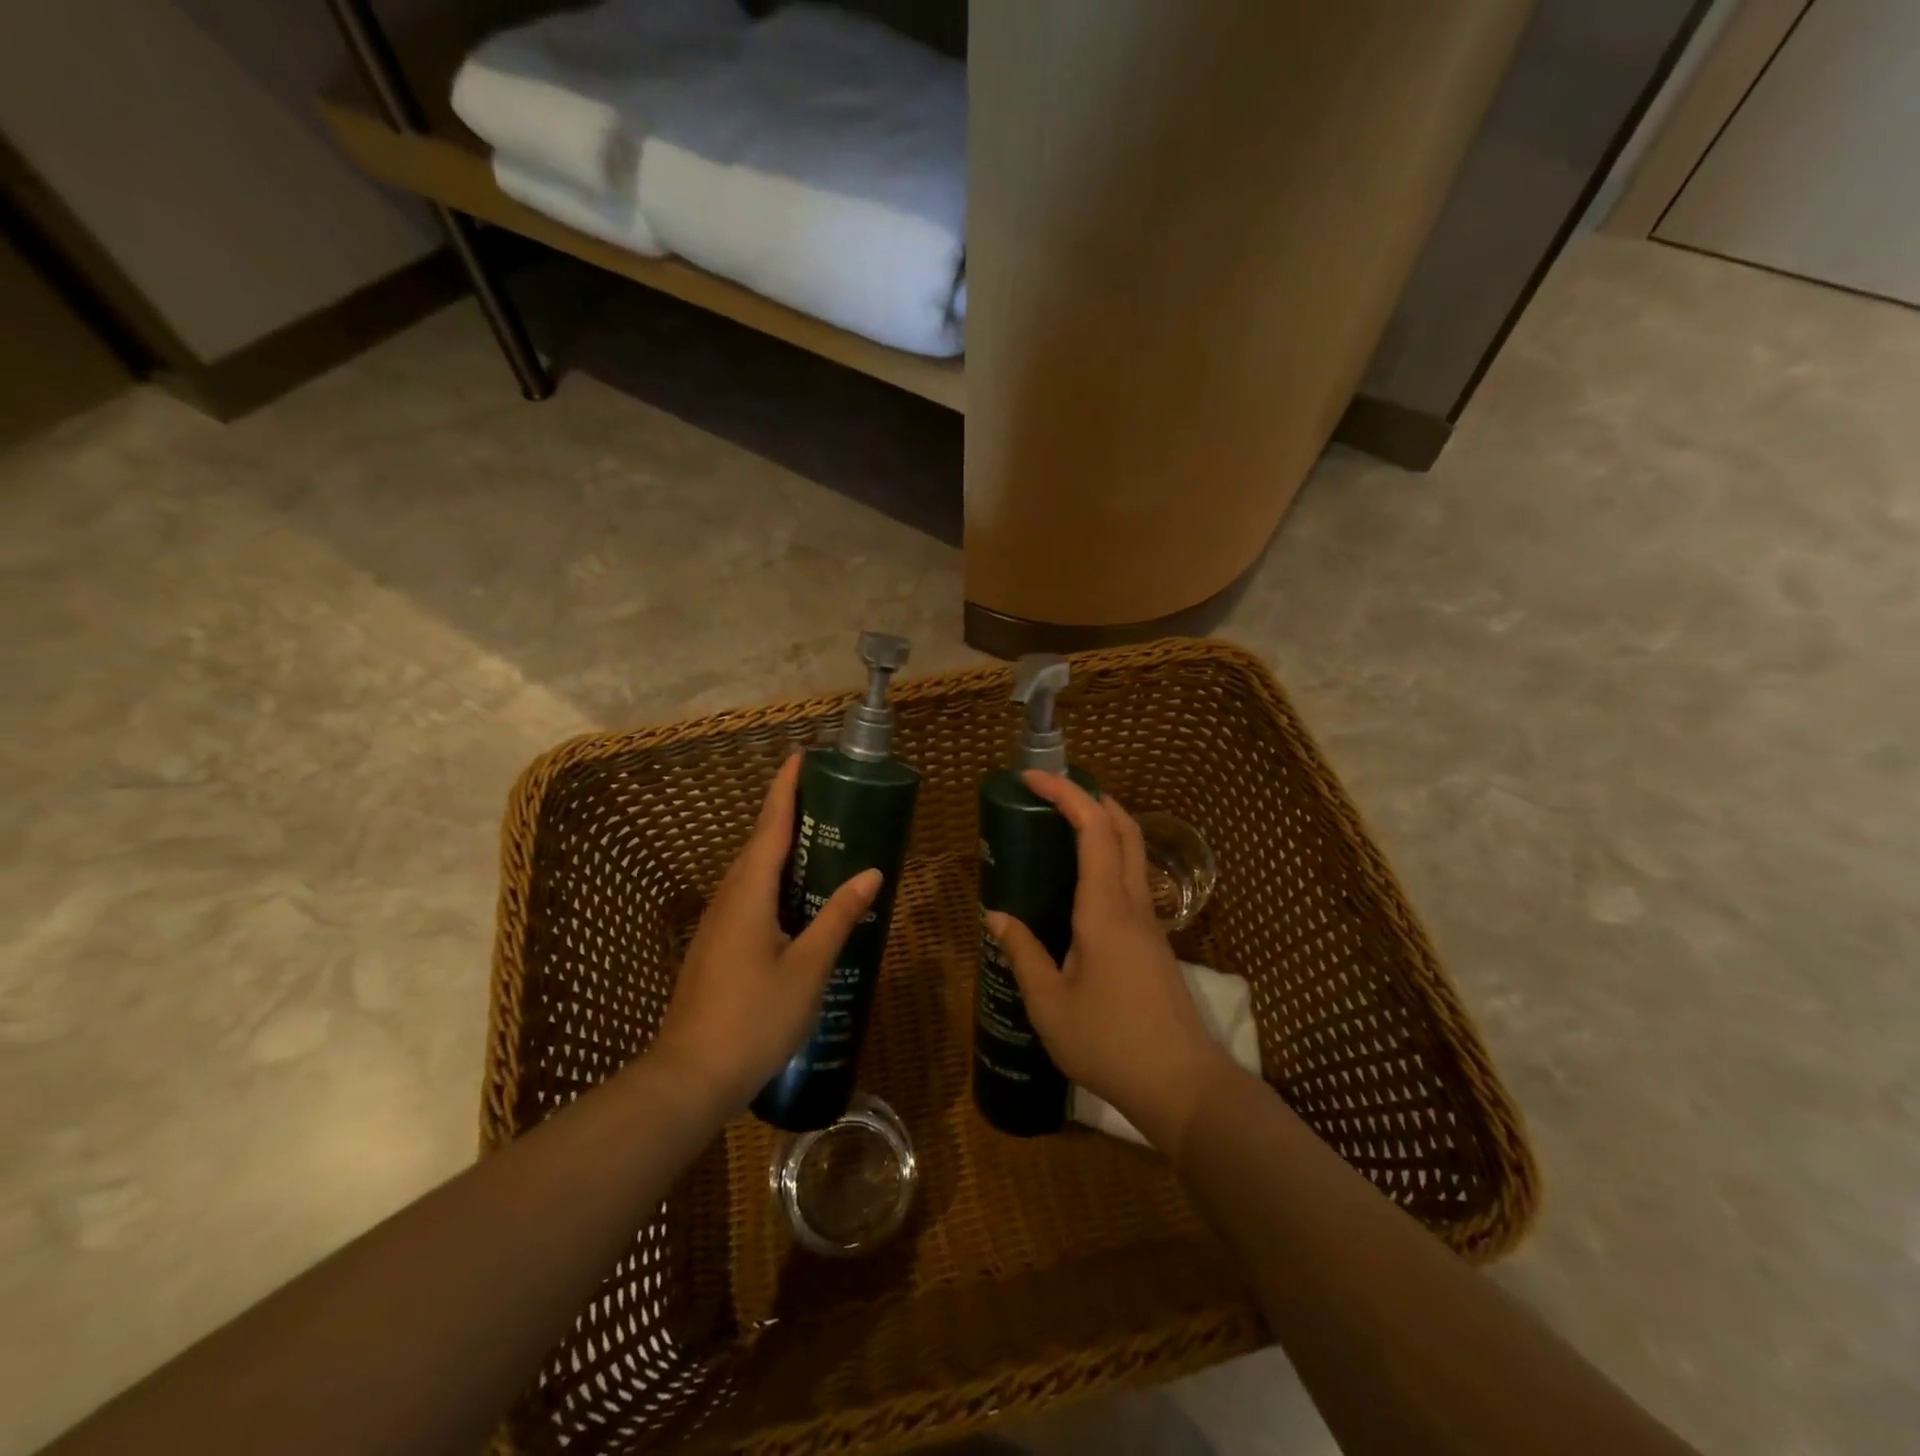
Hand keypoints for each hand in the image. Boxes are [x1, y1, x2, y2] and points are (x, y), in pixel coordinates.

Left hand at [649, 753, 881, 1115]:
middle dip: (785, 814)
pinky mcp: (716, 947)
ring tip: (817, 840)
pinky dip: (773, 880)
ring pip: (751, 873)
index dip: (785, 790)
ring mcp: (718, 925)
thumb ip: (838, 917)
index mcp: (749, 894)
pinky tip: (795, 899)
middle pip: (758, 844)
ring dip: (778, 848)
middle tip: (823, 797)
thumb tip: (871, 873)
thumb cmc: (754, 1018)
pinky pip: (748, 896)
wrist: (690, 1077)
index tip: (799, 757)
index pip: (770, 827)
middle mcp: (728, 899)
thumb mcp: (807, 968)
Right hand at [986, 771, 1234, 1155]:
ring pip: (1135, 851)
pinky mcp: (1155, 942)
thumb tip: (996, 916)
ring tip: (1062, 826)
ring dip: (1104, 824)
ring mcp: (1151, 922)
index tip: (1033, 778)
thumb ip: (1022, 953)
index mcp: (1105, 910)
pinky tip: (1081, 883)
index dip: (1066, 795)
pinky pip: (1134, 879)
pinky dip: (1110, 856)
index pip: (1094, 829)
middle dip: (1091, 797)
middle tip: (1051, 792)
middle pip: (1125, 828)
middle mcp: (1134, 905)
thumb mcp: (1050, 1005)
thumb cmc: (1110, 1044)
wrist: (1183, 1086)